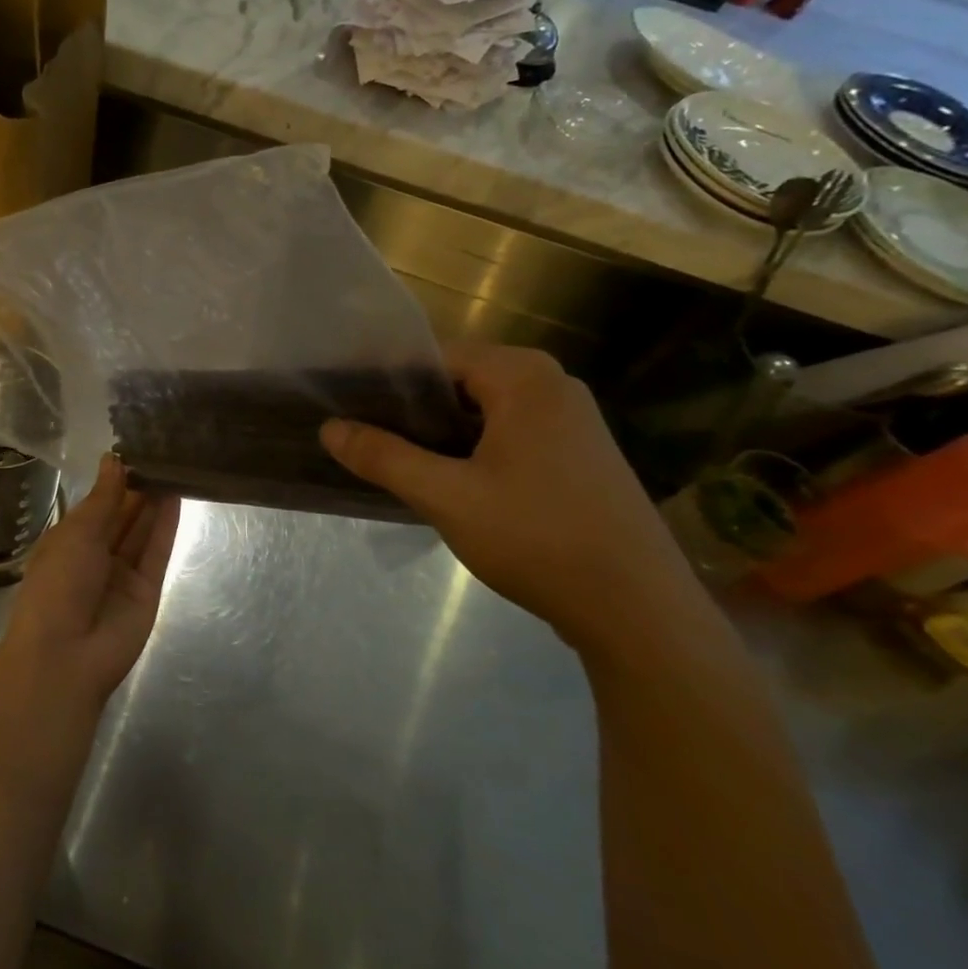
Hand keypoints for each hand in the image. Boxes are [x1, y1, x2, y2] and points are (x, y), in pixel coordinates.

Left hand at [0, 458, 181, 756]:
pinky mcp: (148, 589)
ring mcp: (123, 573)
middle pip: (122, 515)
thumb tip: (114, 459)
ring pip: (142, 530)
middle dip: (139, 487)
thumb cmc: (57, 585)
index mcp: (68, 540)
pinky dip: (167, 525)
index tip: (136, 448)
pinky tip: (178, 495)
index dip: (115, 479)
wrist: (66, 656)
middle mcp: (96, 555)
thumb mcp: (76, 533)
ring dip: (156, 501)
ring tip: (175, 464)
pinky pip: (157, 551)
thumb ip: (103, 497)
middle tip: (163, 451)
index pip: (97, 503)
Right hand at [321, 343, 709, 660]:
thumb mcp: (446, 496)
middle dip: (410, 409)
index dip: (386, 379)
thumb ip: (384, 457)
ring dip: (439, 432)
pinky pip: (508, 434)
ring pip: (483, 411)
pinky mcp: (578, 456)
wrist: (638, 611)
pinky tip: (444, 480)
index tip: (346, 403)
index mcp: (524, 377)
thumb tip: (329, 428)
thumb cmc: (537, 538)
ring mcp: (571, 422)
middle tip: (362, 435)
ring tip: (391, 458)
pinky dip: (471, 449)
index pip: (435, 357)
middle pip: (459, 382)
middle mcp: (552, 386)